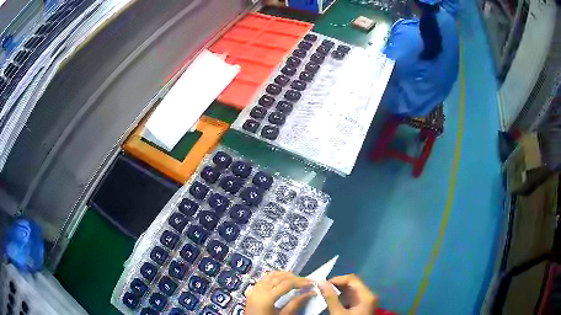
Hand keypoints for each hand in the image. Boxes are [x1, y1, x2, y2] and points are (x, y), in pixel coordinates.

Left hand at [245, 271, 314, 314]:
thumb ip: (295, 304)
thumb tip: (308, 294)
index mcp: (266, 297)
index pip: (287, 283)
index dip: (301, 282)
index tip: (311, 283)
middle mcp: (258, 291)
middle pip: (279, 277)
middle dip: (295, 278)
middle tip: (306, 281)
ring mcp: (253, 291)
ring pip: (270, 275)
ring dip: (284, 275)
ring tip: (296, 279)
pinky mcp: (252, 292)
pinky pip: (263, 279)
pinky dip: (274, 276)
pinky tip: (280, 279)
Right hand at [320, 274, 377, 314]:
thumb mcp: (338, 313)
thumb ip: (330, 297)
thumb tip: (321, 282)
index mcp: (366, 295)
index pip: (352, 279)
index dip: (337, 279)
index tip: (322, 284)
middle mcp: (368, 295)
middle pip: (352, 283)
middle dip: (337, 284)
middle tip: (322, 288)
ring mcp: (366, 300)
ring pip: (351, 289)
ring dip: (338, 290)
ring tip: (325, 293)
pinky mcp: (361, 305)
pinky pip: (352, 296)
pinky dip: (342, 296)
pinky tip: (332, 299)